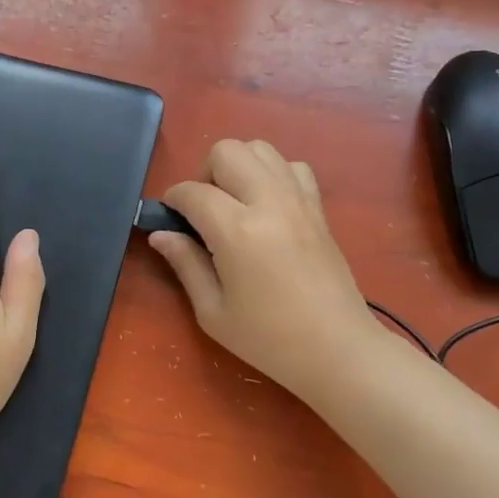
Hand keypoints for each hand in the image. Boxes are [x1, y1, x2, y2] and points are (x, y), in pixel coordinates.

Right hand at [149, 139, 385, 402]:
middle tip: (204, 211)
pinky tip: (268, 206)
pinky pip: (294, 166)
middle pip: (227, 151)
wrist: (337, 349)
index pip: (192, 192)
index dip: (173, 201)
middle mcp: (268, 202)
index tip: (170, 219)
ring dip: (239, 167)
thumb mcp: (213, 312)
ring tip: (235, 203)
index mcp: (236, 231)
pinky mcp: (319, 208)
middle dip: (205, 173)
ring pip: (261, 148)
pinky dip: (274, 174)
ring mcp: (298, 200)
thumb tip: (161, 234)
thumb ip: (185, 264)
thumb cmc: (268, 338)